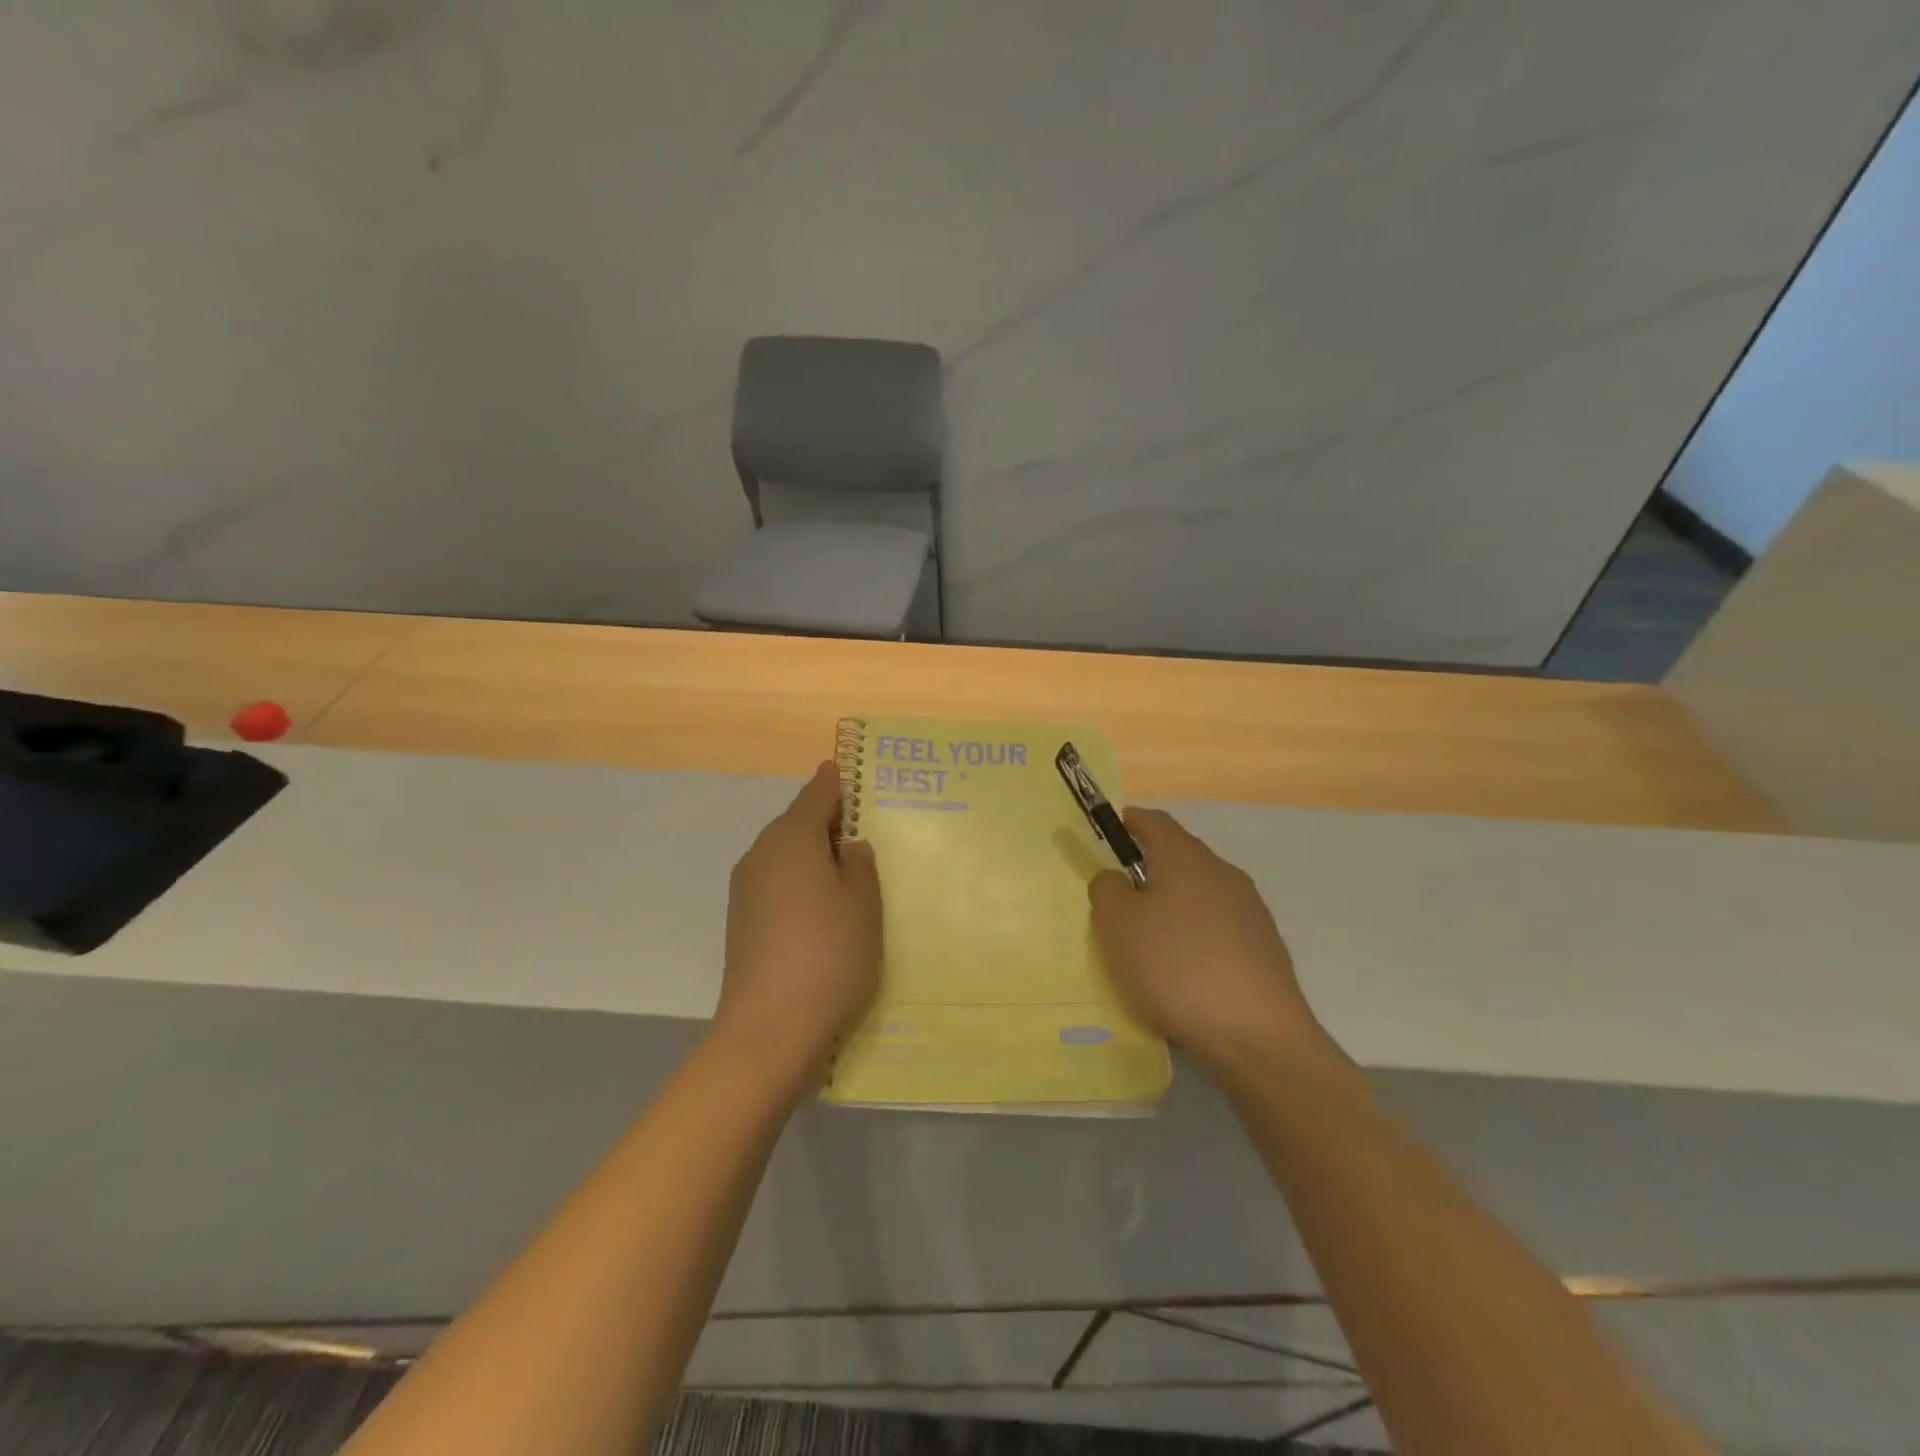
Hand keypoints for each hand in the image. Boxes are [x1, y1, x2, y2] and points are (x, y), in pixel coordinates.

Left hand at [714, 762, 881, 1089]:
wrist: (769, 1028)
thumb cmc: (829, 954)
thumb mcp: (863, 903)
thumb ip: (860, 864)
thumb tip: (847, 846)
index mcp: (792, 838)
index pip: (817, 793)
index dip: (836, 781)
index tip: (850, 772)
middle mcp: (762, 853)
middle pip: (796, 822)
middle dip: (827, 819)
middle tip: (862, 826)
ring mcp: (746, 888)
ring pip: (785, 853)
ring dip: (812, 852)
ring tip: (846, 868)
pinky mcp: (741, 920)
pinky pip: (776, 881)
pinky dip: (799, 880)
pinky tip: (820, 905)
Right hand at [1089, 808, 1343, 1076]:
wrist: (1256, 1034)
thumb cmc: (1174, 966)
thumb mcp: (1117, 924)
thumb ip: (1107, 889)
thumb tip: (1116, 878)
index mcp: (1185, 857)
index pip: (1155, 821)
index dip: (1131, 822)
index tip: (1113, 830)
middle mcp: (1222, 873)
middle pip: (1181, 856)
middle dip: (1151, 868)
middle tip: (1122, 895)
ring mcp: (1250, 910)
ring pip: (1202, 893)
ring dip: (1176, 903)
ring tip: (1151, 938)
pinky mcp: (1265, 947)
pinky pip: (1219, 927)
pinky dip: (1197, 935)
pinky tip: (1185, 968)